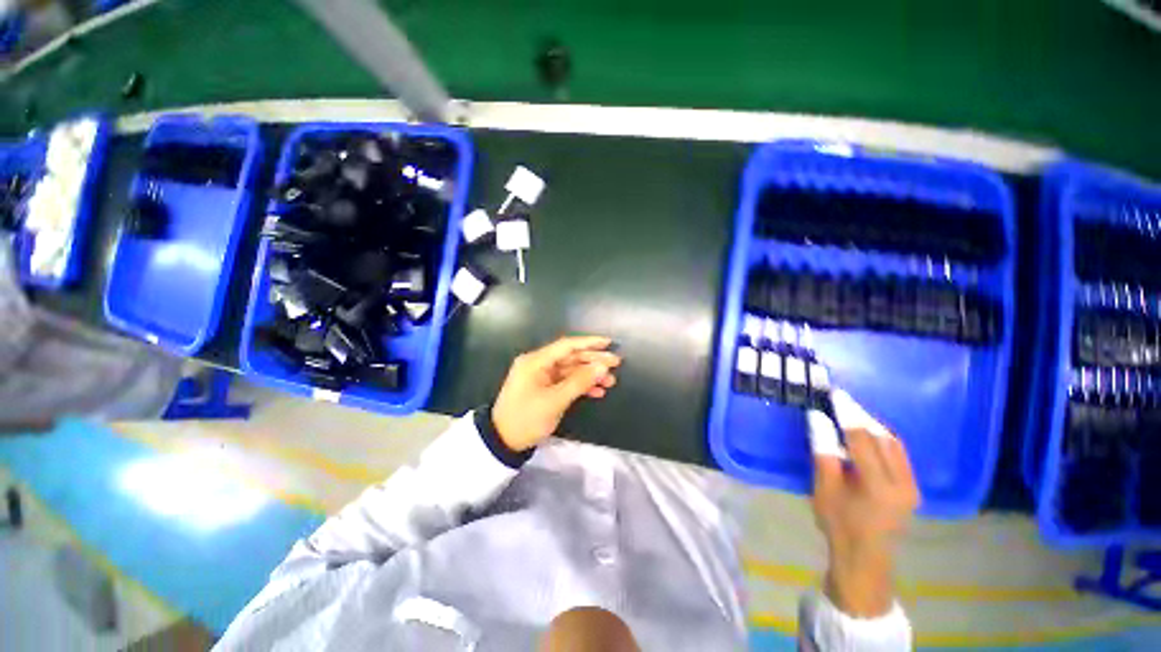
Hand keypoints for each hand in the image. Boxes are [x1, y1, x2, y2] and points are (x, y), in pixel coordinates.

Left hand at [492, 336, 620, 451]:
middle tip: (616, 363)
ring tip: (611, 381)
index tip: (609, 343)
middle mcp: (539, 364)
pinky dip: (581, 386)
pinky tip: (597, 392)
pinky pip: (565, 382)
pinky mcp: (544, 388)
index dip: (589, 343)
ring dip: (590, 375)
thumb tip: (602, 366)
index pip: (567, 345)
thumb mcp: (555, 400)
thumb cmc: (527, 418)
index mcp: (536, 361)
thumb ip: (580, 381)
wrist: (503, 441)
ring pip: (570, 371)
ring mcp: (541, 377)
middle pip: (571, 357)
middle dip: (593, 360)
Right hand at [807, 390, 918, 617]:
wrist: (864, 558)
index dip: (848, 415)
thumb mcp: (825, 488)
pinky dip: (881, 439)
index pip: (863, 440)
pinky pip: (898, 454)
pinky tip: (866, 436)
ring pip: (894, 444)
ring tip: (852, 414)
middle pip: (884, 438)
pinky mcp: (911, 488)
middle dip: (863, 417)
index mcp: (879, 486)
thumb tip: (817, 418)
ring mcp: (911, 486)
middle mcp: (903, 483)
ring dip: (873, 426)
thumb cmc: (839, 524)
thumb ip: (824, 452)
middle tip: (842, 401)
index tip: (836, 394)